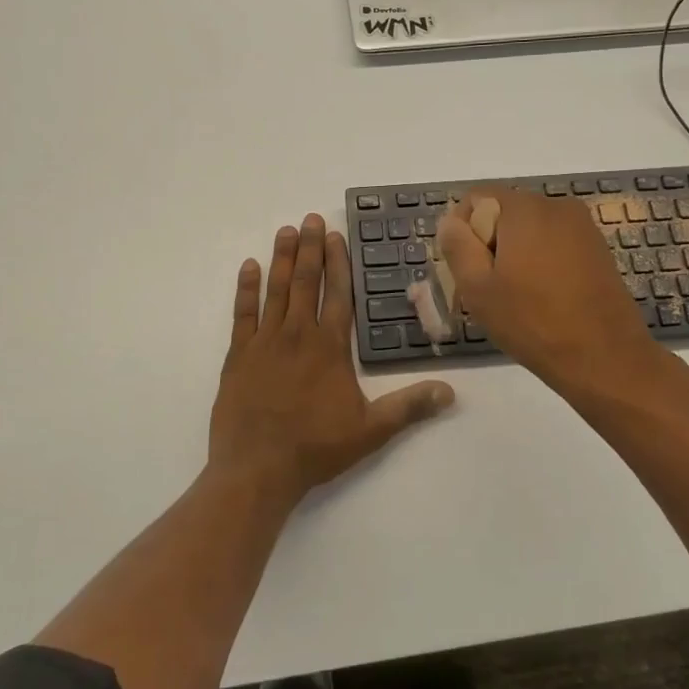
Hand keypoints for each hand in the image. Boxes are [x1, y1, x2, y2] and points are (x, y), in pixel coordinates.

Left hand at [211, 214, 454, 505]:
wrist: (257, 470)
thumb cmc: (315, 448)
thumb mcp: (370, 430)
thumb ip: (409, 407)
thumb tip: (450, 392)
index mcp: (329, 347)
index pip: (337, 294)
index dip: (337, 263)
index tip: (336, 236)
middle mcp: (297, 335)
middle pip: (306, 282)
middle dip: (310, 248)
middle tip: (310, 218)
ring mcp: (264, 342)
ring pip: (276, 290)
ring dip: (281, 258)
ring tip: (286, 231)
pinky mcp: (238, 355)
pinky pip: (242, 313)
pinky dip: (246, 288)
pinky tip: (249, 267)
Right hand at [438, 186, 667, 393]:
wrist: (605, 357)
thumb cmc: (533, 322)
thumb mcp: (478, 288)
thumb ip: (457, 246)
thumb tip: (450, 221)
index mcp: (524, 208)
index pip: (476, 199)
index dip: (462, 231)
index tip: (466, 270)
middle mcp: (556, 205)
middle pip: (504, 212)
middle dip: (489, 243)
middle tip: (488, 288)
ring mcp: (582, 226)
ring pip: (530, 229)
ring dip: (515, 253)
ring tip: (516, 296)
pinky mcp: (597, 247)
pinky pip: (554, 242)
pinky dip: (540, 261)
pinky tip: (543, 296)